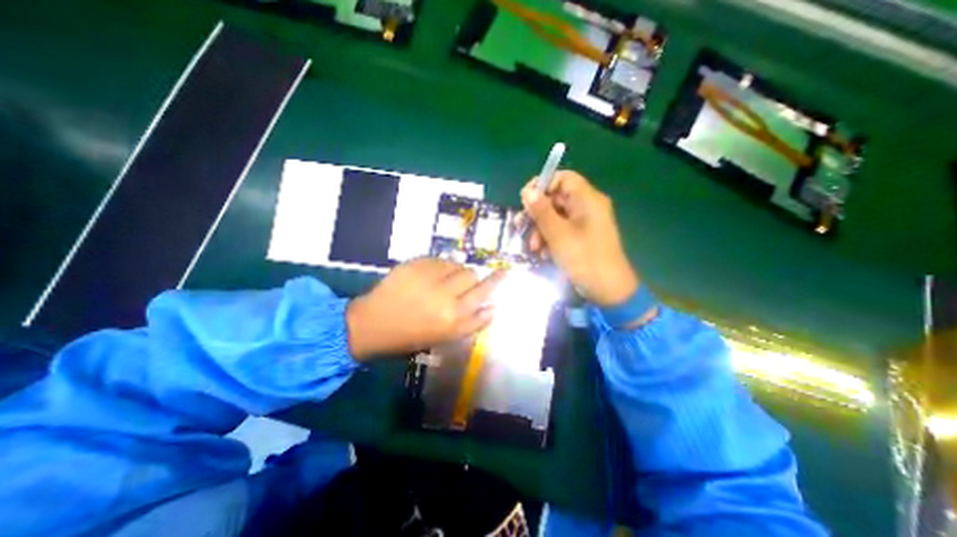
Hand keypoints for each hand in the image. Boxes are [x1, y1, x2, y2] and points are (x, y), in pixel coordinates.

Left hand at [347, 256, 507, 359]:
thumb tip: (493, 307)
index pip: (484, 295)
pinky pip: (440, 260)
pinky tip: (427, 276)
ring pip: (458, 265)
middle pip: (473, 276)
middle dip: (471, 279)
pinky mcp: (417, 265)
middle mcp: (446, 298)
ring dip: (455, 272)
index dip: (497, 281)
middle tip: (460, 283)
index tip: (505, 272)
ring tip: (441, 280)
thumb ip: (472, 323)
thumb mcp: (445, 336)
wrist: (373, 323)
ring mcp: (431, 279)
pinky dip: (439, 267)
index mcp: (454, 319)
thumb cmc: (411, 335)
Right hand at [520, 169, 637, 307]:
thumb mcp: (557, 234)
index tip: (525, 200)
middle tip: (521, 227)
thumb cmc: (583, 257)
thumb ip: (541, 211)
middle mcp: (587, 206)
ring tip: (533, 247)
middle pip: (556, 199)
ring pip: (556, 217)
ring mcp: (585, 223)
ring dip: (541, 230)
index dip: (542, 185)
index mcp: (587, 199)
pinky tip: (543, 254)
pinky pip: (562, 230)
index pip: (562, 178)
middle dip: (537, 214)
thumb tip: (527, 191)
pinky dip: (550, 239)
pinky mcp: (582, 237)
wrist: (607, 289)